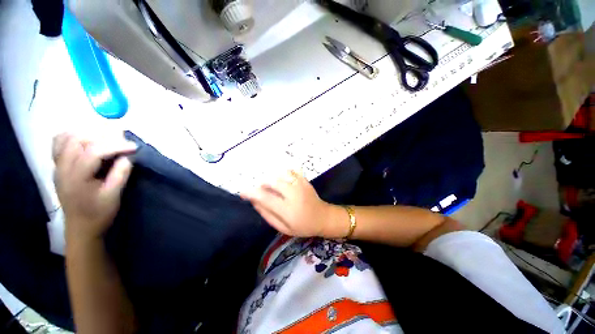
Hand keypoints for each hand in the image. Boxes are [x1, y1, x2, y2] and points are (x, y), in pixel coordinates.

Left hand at [53, 133, 136, 241]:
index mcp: (76, 177)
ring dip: (88, 135)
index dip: (115, 145)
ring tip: (105, 141)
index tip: (134, 147)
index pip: (94, 151)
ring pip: (67, 138)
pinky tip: (86, 142)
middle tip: (121, 143)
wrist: (80, 228)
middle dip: (102, 137)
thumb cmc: (98, 213)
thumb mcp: (113, 196)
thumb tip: (127, 156)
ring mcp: (57, 166)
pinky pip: (60, 144)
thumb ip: (120, 174)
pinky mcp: (58, 167)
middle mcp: (62, 168)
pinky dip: (73, 138)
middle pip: (78, 140)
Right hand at [241, 170, 340, 237]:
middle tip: (262, 190)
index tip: (243, 192)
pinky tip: (282, 178)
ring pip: (281, 174)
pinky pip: (291, 170)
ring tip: (272, 186)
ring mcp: (300, 185)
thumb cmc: (302, 226)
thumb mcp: (283, 227)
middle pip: (273, 182)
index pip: (266, 198)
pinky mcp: (304, 180)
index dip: (252, 194)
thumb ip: (268, 214)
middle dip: (263, 184)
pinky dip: (283, 172)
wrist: (323, 217)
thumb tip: (254, 202)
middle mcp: (294, 194)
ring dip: (272, 178)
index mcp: (288, 210)